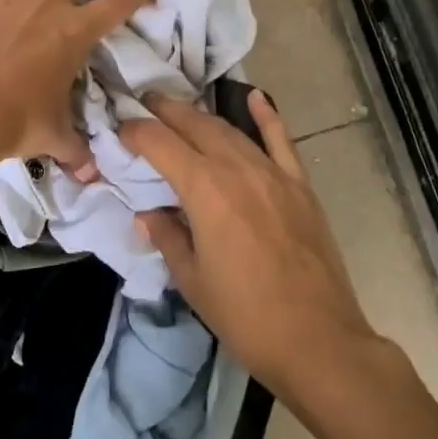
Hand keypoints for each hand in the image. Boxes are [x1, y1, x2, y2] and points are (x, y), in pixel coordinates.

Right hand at [120, 91, 386, 395]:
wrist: (318, 341)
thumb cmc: (245, 315)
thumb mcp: (192, 281)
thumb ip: (167, 237)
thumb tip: (147, 215)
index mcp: (204, 189)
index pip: (160, 143)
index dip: (135, 132)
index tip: (119, 130)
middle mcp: (237, 168)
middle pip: (195, 125)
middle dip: (165, 111)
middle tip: (143, 103)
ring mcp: (273, 173)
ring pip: (231, 130)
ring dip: (201, 115)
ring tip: (179, 109)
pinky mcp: (300, 186)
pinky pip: (281, 140)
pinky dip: (267, 116)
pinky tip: (254, 97)